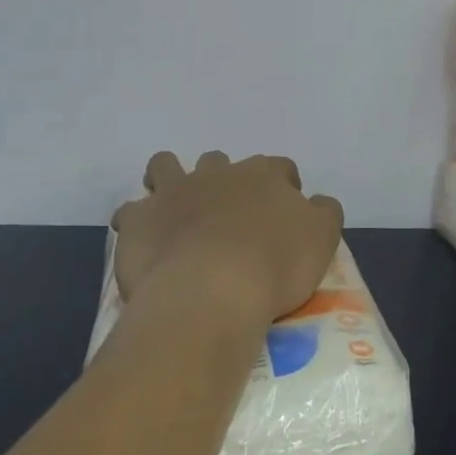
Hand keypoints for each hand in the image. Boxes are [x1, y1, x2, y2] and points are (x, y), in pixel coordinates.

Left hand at [111, 152, 343, 329]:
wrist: (210, 292)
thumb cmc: (275, 265)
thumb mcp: (323, 238)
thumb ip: (324, 212)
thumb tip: (315, 202)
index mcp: (265, 175)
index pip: (279, 168)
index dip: (282, 187)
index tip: (282, 213)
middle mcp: (219, 173)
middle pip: (220, 162)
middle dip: (223, 180)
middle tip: (229, 217)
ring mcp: (175, 191)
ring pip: (167, 166)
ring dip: (170, 180)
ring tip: (175, 210)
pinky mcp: (140, 219)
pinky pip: (131, 211)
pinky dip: (137, 222)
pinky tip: (144, 242)